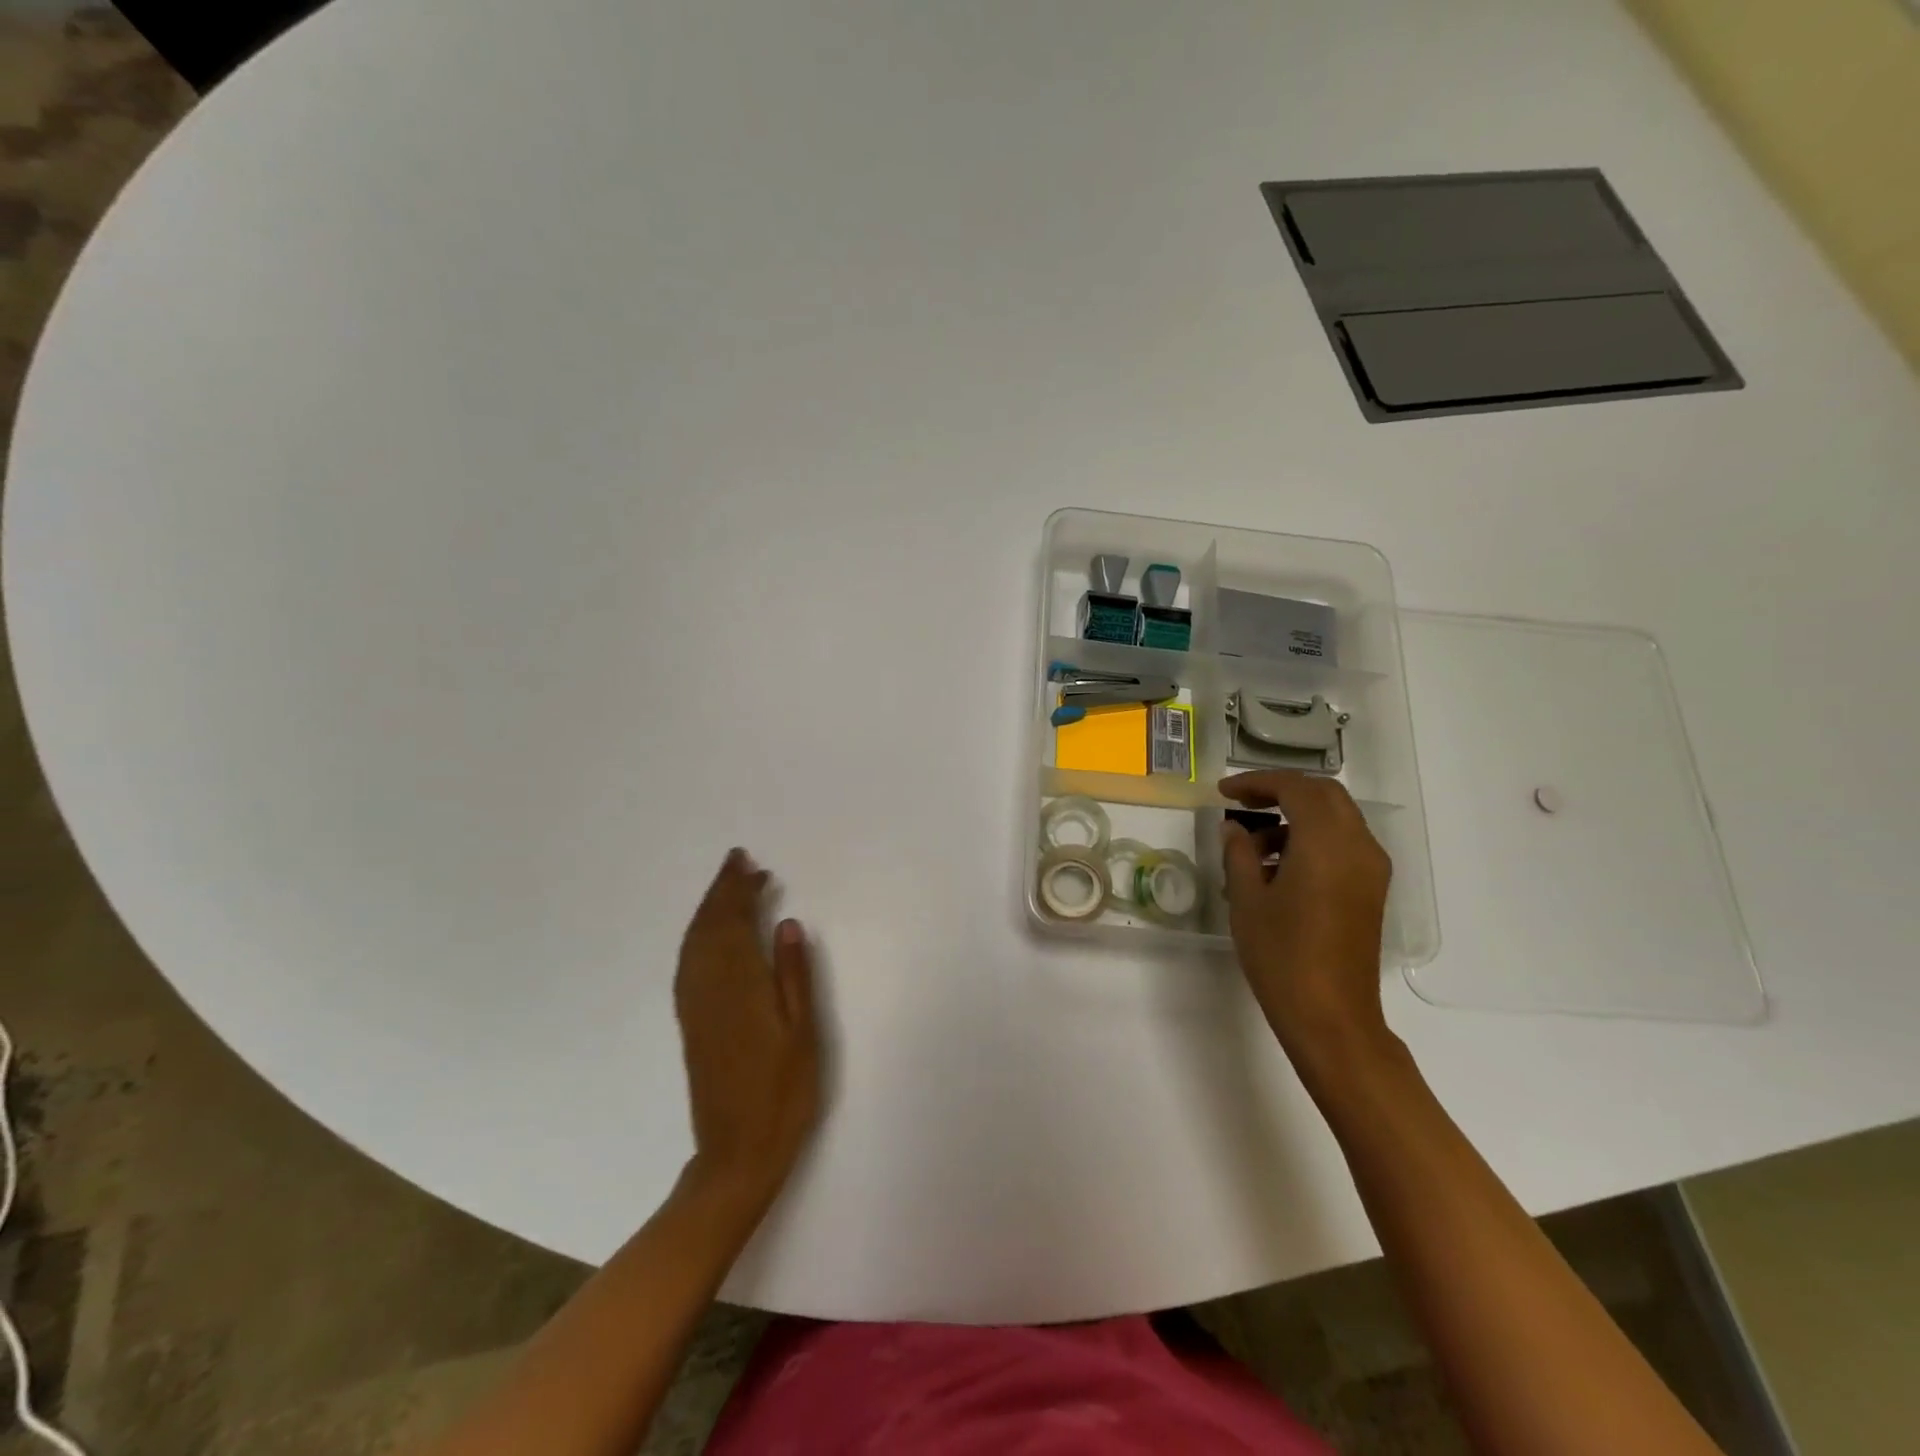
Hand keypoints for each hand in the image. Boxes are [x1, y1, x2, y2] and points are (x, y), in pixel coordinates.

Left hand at [674, 849, 820, 1203]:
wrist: (737, 1152)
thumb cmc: (784, 1092)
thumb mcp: (804, 1033)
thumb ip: (794, 975)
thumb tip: (787, 923)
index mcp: (740, 986)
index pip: (734, 923)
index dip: (738, 889)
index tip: (748, 863)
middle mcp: (709, 988)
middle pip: (709, 927)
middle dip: (722, 891)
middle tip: (739, 862)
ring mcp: (696, 1006)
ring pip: (695, 943)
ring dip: (709, 910)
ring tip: (729, 888)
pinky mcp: (692, 1022)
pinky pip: (689, 963)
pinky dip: (699, 937)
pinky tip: (712, 936)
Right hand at [1219, 772, 1393, 1061]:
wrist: (1331, 1016)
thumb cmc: (1281, 955)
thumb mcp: (1247, 899)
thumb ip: (1239, 853)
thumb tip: (1235, 828)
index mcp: (1326, 842)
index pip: (1295, 788)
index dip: (1256, 782)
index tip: (1223, 792)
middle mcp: (1358, 845)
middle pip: (1323, 795)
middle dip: (1281, 791)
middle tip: (1242, 804)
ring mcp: (1371, 869)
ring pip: (1336, 818)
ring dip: (1296, 817)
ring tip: (1253, 847)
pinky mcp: (1372, 890)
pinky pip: (1343, 844)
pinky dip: (1312, 839)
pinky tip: (1279, 868)